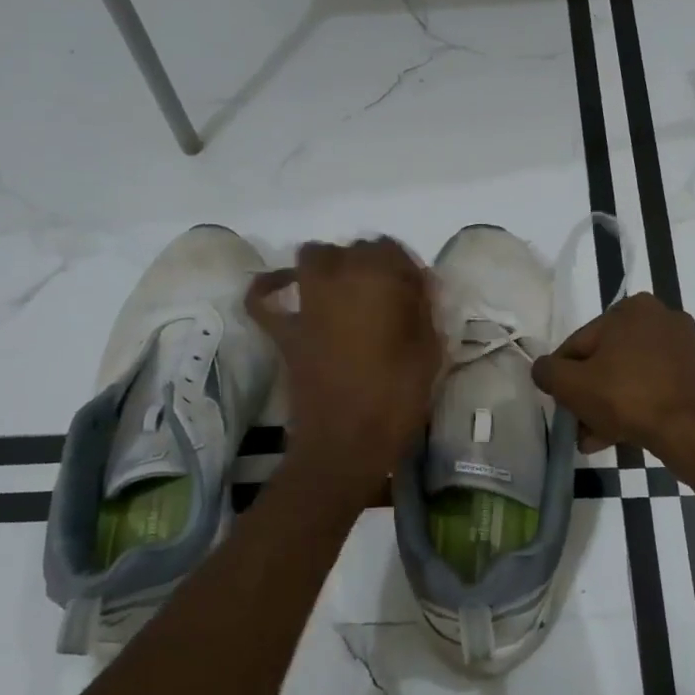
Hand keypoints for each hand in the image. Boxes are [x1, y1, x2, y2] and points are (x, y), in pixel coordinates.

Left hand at [246, 238, 441, 503]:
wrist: (346, 444)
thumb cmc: (396, 399)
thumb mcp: (429, 353)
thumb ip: (425, 312)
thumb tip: (421, 287)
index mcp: (378, 281)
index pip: (392, 249)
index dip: (406, 268)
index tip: (417, 292)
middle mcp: (337, 280)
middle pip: (354, 250)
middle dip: (372, 263)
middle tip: (388, 294)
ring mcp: (306, 303)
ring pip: (313, 258)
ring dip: (331, 264)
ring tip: (346, 288)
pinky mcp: (284, 330)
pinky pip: (264, 299)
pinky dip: (270, 288)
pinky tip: (284, 289)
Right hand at [530, 293, 694, 459]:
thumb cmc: (629, 398)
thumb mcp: (572, 385)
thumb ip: (548, 372)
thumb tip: (543, 369)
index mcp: (630, 308)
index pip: (578, 343)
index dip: (563, 377)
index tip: (561, 405)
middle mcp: (660, 318)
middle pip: (606, 361)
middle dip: (588, 396)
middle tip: (578, 426)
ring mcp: (684, 347)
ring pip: (629, 378)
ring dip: (608, 407)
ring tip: (595, 440)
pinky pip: (654, 388)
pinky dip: (636, 408)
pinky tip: (621, 436)